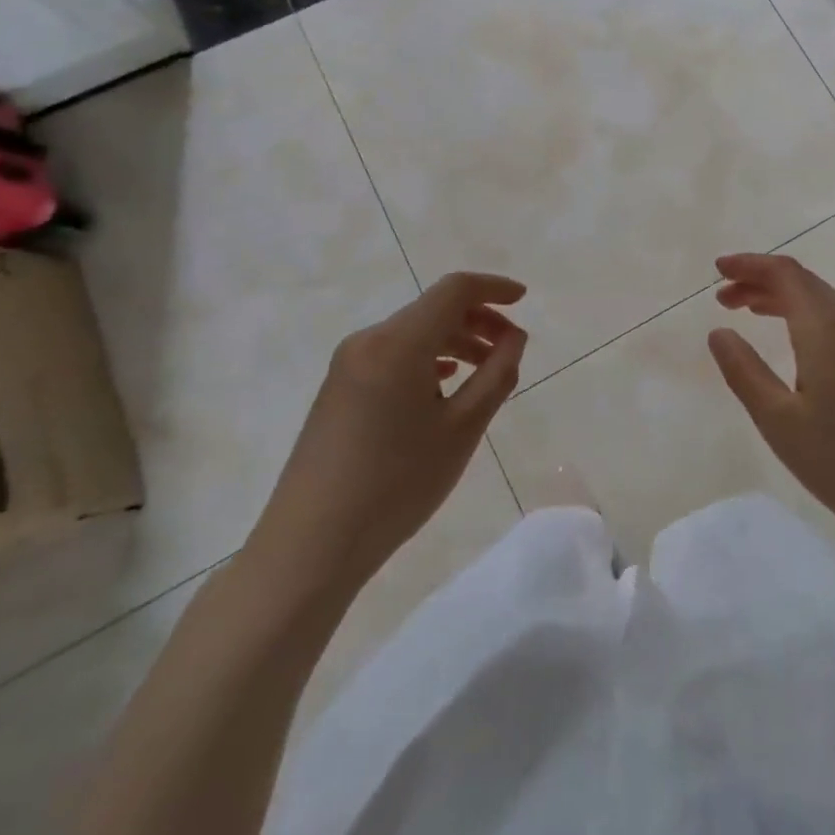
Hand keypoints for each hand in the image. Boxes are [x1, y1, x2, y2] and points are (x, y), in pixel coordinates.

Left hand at [249, 273, 527, 592]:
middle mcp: (368, 341)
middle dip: (478, 320)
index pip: (454, 290)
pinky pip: (393, 356)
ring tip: (486, 372)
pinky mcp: (339, 390)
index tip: (524, 299)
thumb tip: (514, 337)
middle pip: (433, 310)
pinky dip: (428, 359)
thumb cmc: (396, 484)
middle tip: (511, 348)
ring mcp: (348, 365)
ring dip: (455, 342)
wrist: (310, 546)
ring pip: (414, 333)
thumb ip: (496, 375)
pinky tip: (445, 385)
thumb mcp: (462, 429)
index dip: (493, 287)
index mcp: (398, 342)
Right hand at [708, 254, 834, 557]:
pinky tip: (791, 340)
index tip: (717, 269)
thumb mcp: (780, 422)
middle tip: (723, 297)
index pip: (784, 273)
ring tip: (747, 311)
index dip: (749, 264)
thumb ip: (745, 372)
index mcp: (826, 327)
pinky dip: (803, 315)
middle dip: (760, 279)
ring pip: (820, 300)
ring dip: (782, 297)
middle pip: (802, 281)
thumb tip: (719, 332)